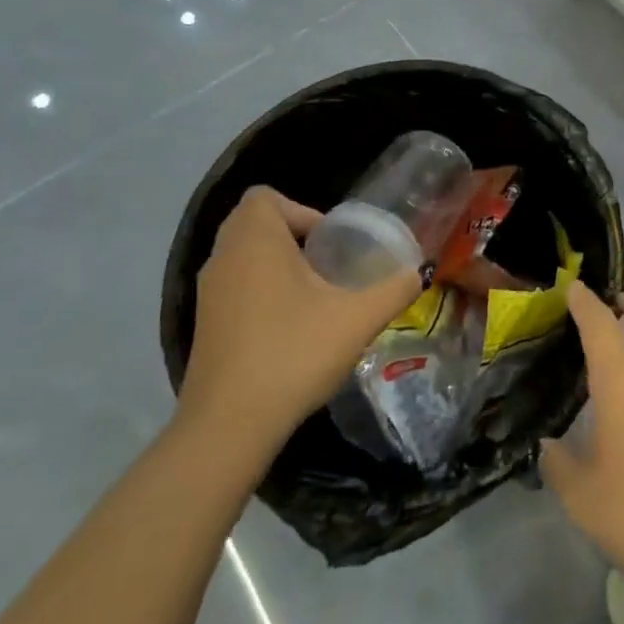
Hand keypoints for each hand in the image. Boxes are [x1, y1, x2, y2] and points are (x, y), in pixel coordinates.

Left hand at [176, 187, 421, 461]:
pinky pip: (233, 287)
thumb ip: (394, 289)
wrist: (229, 426)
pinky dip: (258, 291)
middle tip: (327, 263)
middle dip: (292, 234)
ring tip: (314, 294)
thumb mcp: (358, 319)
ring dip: (275, 263)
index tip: (330, 241)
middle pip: (253, 222)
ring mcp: (208, 294)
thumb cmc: (294, 353)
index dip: (301, 209)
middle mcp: (224, 258)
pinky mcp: (203, 326)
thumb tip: (420, 271)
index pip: (264, 197)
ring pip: (242, 256)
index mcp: (255, 241)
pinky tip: (289, 326)